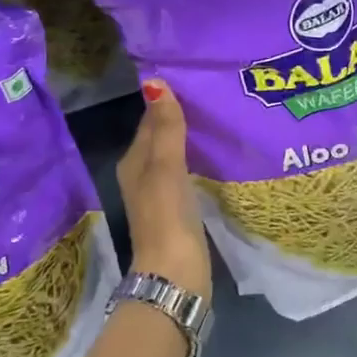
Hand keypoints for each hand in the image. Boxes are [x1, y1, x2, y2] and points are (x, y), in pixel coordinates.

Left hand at [117, 79, 212, 297]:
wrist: (174, 276)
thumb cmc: (167, 218)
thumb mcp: (166, 168)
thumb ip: (165, 129)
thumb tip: (155, 82)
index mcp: (134, 163)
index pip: (150, 121)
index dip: (168, 101)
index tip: (197, 80)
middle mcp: (143, 176)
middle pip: (162, 138)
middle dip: (183, 118)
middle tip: (216, 95)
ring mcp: (161, 197)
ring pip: (176, 157)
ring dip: (193, 141)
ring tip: (222, 120)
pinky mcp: (179, 213)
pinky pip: (188, 176)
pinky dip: (200, 163)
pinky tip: (219, 158)